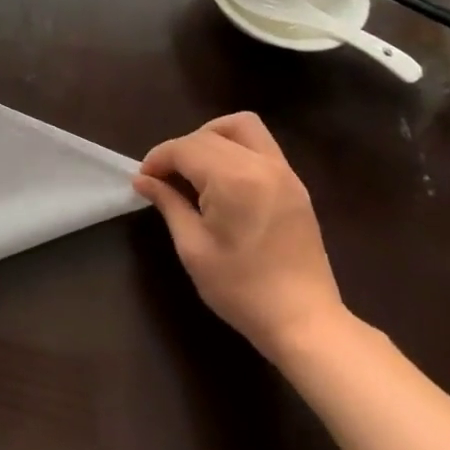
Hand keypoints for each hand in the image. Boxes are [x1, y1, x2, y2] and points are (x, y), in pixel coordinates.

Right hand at [134, 112, 346, 359]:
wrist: (305, 324)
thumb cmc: (242, 290)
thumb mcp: (193, 248)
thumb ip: (168, 203)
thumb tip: (143, 180)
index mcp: (234, 179)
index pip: (184, 148)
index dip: (158, 159)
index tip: (144, 180)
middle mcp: (261, 165)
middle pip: (208, 134)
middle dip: (180, 150)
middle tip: (166, 179)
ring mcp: (283, 172)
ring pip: (241, 126)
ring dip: (211, 136)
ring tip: (196, 168)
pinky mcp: (295, 185)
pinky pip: (260, 145)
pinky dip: (235, 148)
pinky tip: (223, 180)